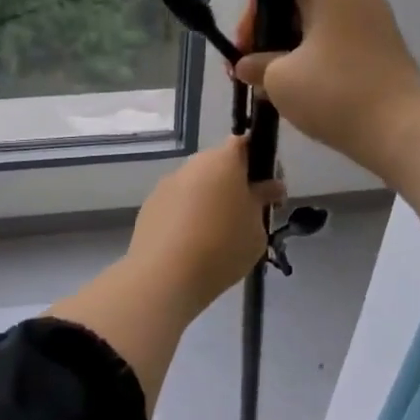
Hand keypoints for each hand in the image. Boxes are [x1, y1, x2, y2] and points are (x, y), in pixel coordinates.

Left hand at [127, 136, 284, 313]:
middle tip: (245, 213)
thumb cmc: (222, 247)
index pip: (243, 144)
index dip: (257, 160)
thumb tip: (270, 186)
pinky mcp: (149, 206)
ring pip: (195, 184)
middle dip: (232, 183)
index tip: (265, 187)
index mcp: (223, 161)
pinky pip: (176, 203)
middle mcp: (192, 165)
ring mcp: (166, 184)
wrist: (165, 276)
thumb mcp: (257, 228)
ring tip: (217, 234)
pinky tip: (191, 244)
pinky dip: (186, 215)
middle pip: (217, 164)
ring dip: (207, 199)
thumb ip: (263, 201)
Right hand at [233, 0, 419, 172]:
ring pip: (320, 23)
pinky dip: (318, 58)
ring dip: (293, 48)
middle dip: (272, 32)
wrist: (398, 128)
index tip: (245, 44)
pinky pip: (340, 41)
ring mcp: (375, 18)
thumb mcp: (279, 79)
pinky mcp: (384, 46)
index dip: (257, 9)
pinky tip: (303, 88)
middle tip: (253, 65)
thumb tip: (246, 66)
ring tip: (274, 82)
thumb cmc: (333, 92)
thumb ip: (256, 65)